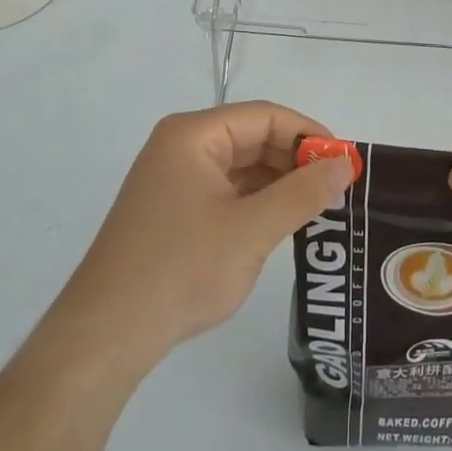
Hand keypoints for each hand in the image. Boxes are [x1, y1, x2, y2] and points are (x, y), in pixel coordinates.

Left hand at [50, 103, 355, 372]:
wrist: (106, 334)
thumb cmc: (180, 270)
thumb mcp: (251, 230)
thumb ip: (303, 193)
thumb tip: (345, 165)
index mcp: (193, 135)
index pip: (264, 116)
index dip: (308, 134)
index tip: (344, 163)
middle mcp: (181, 147)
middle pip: (252, 137)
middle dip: (295, 160)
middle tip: (337, 190)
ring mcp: (174, 179)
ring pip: (241, 167)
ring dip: (279, 183)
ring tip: (318, 209)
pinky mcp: (173, 210)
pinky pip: (226, 192)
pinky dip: (257, 203)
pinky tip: (282, 225)